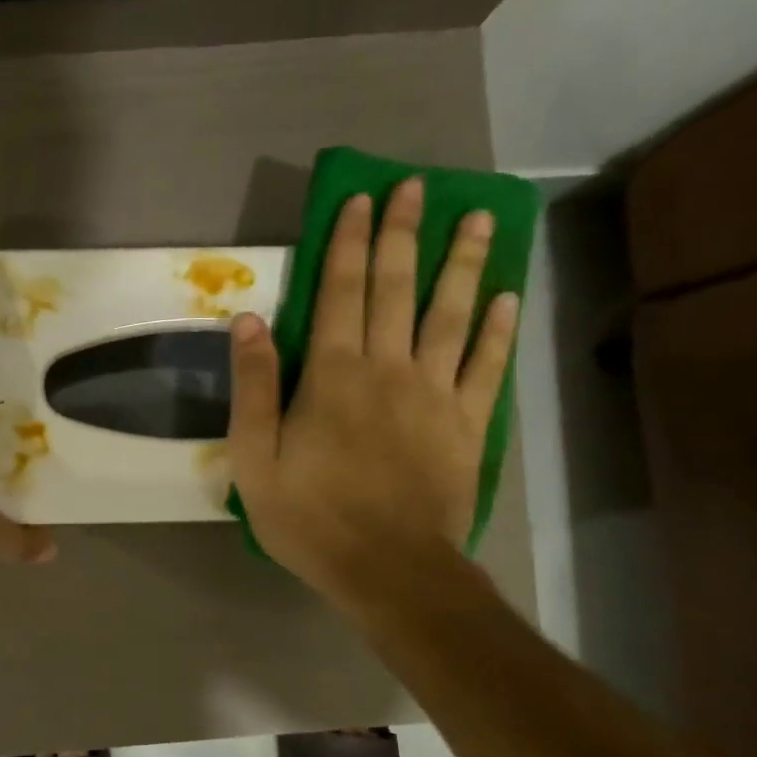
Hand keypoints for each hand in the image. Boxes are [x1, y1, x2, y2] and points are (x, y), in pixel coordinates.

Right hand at [227, 178, 518, 610]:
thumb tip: (249, 320)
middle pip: (397, 289)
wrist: (388, 569)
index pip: (340, 292)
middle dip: (403, 234)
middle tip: (416, 187)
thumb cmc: (310, 518)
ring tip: (477, 217)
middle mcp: (388, 369)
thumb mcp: (255, 459)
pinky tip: (508, 296)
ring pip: (451, 315)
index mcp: (333, 375)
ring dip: (462, 262)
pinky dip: (499, 329)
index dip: (350, 242)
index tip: (361, 199)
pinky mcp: (467, 424)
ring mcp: (436, 394)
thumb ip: (253, 387)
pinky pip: (488, 367)